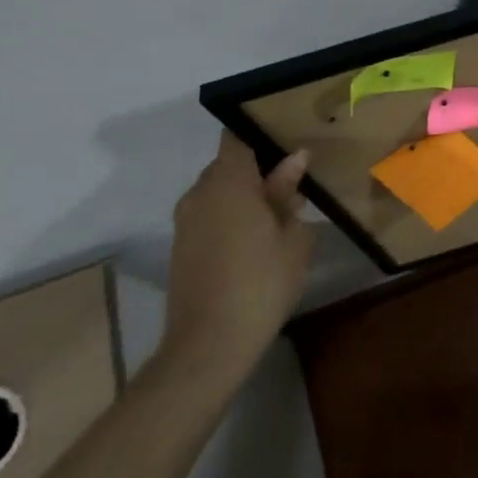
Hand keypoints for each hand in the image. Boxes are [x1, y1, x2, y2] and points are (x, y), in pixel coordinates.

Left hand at [157, 133, 313, 390]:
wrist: (208, 346)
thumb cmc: (261, 282)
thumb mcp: (291, 235)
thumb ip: (288, 192)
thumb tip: (294, 159)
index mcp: (228, 181)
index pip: (237, 135)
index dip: (261, 131)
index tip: (288, 135)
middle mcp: (200, 193)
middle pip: (229, 164)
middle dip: (259, 167)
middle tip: (295, 181)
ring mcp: (186, 221)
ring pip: (219, 191)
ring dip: (245, 194)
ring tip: (280, 212)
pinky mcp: (182, 247)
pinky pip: (210, 214)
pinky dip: (232, 216)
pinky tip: (257, 238)